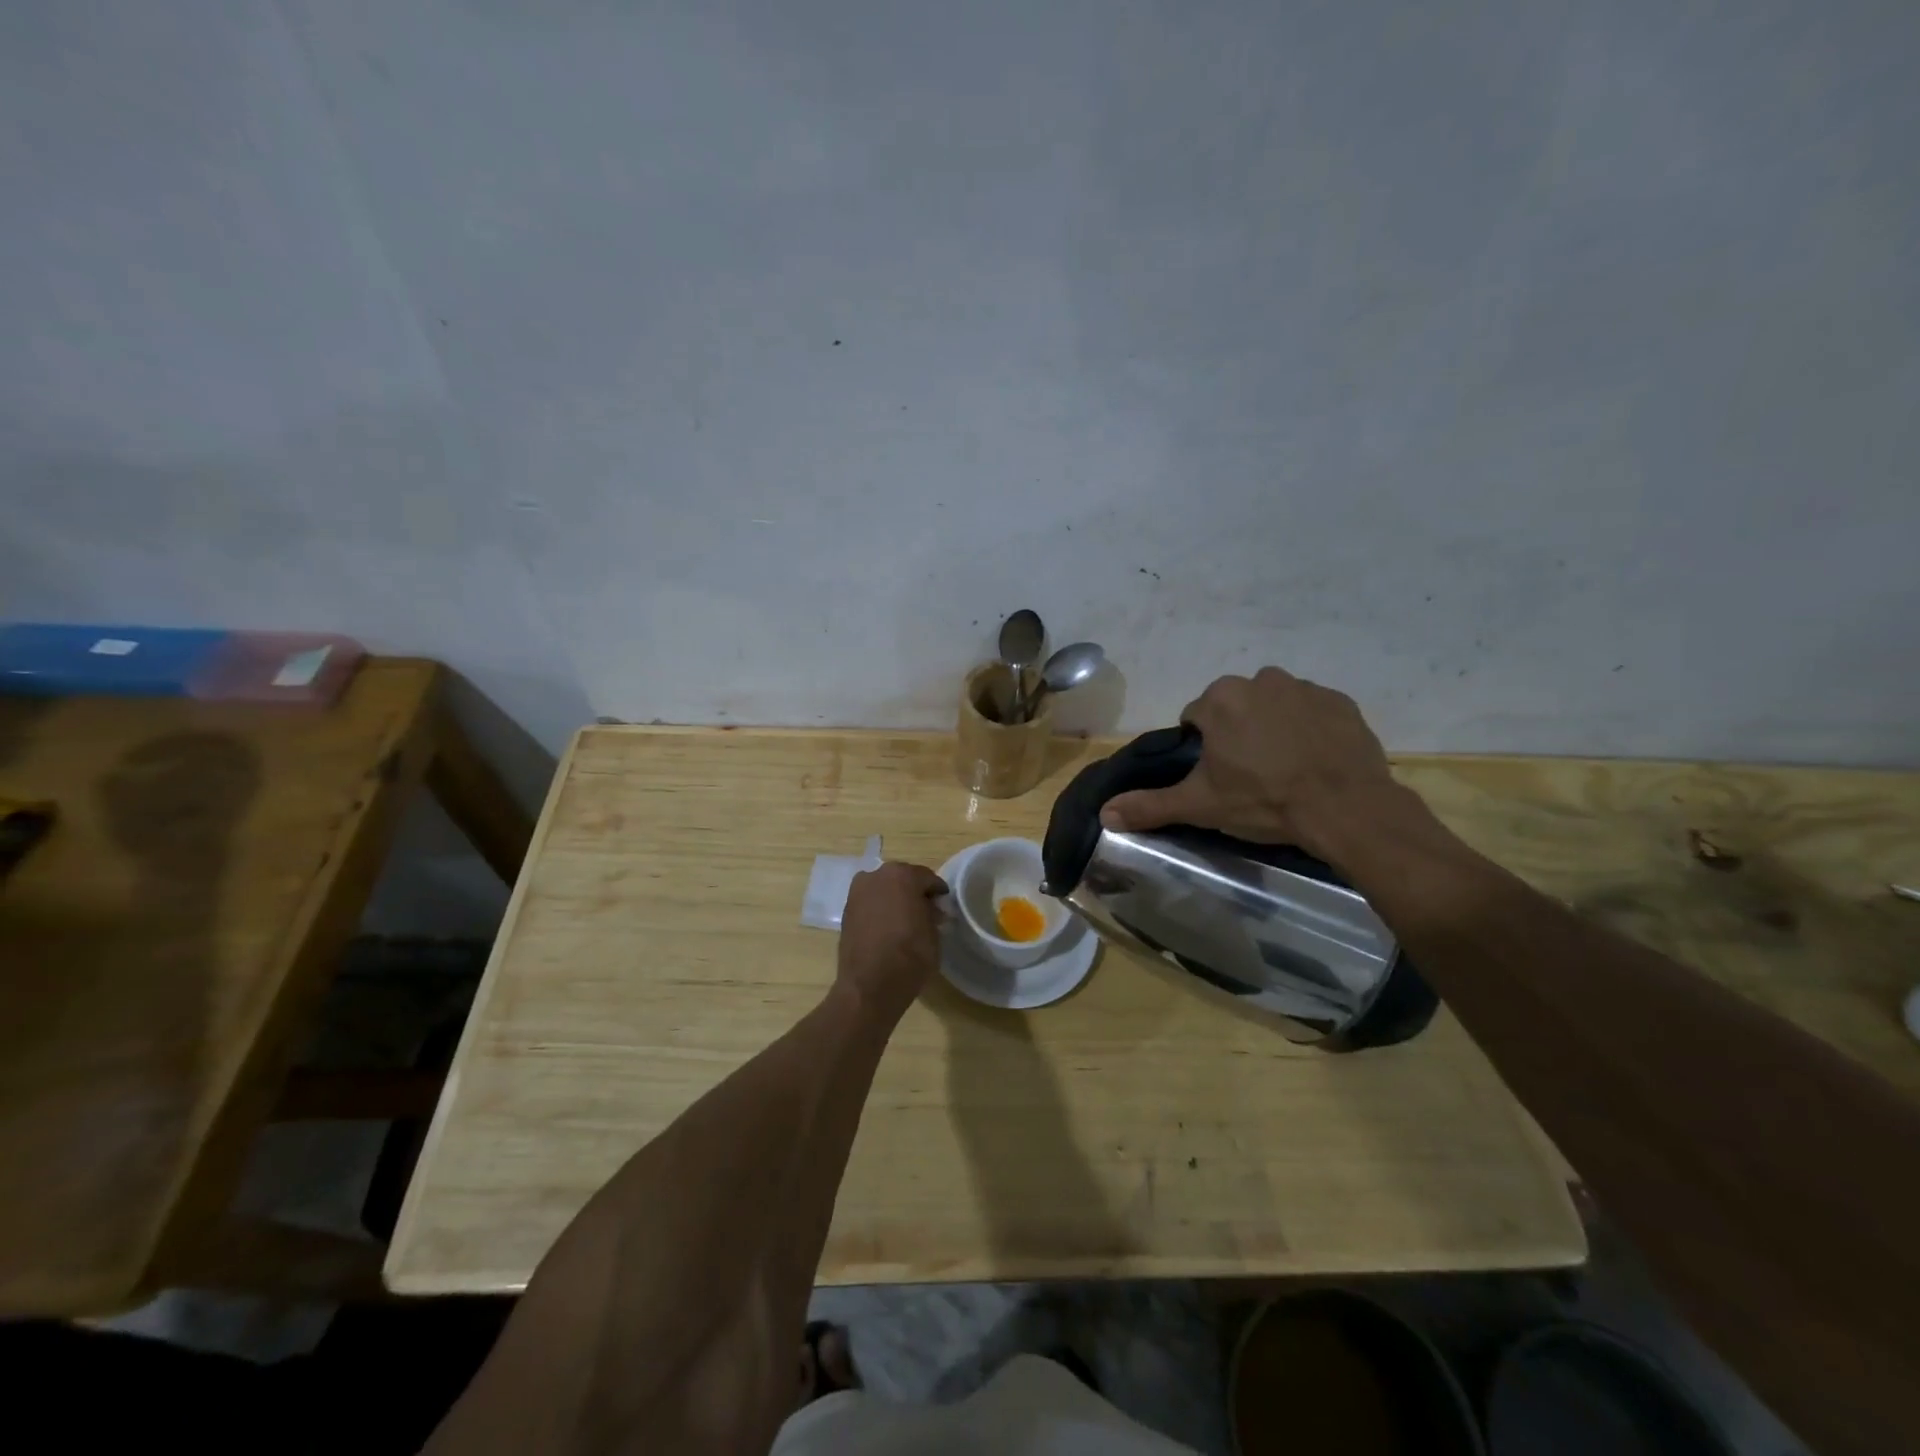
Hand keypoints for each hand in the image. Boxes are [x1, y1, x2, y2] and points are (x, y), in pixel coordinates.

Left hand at [835, 861, 946, 1021]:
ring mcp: (857, 892)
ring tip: (906, 921)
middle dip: (914, 893)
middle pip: (902, 879)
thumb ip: (932, 914)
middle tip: (926, 912)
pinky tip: (888, 927)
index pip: (927, 878)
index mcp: (902, 875)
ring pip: (884, 889)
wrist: (869, 986)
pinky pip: (870, 903)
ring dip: (895, 899)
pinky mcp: (846, 911)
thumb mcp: (934, 933)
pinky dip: (880, 910)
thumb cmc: (910, 956)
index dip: (937, 892)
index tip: (943, 904)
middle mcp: (876, 876)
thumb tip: (930, 910)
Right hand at [1099, 667, 1402, 860]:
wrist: (1345, 808)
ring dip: (1272, 727)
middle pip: (1234, 707)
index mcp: (1219, 700)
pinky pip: (1312, 710)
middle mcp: (1259, 680)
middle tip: (1250, 774)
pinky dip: (1309, 728)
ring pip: (1273, 705)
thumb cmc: (1263, 801)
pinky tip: (1314, 760)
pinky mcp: (1340, 701)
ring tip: (1285, 768)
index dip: (1202, 747)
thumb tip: (1104, 813)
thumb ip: (1150, 805)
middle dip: (1237, 733)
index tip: (1218, 775)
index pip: (1196, 717)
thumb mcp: (1200, 805)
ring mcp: (1304, 687)